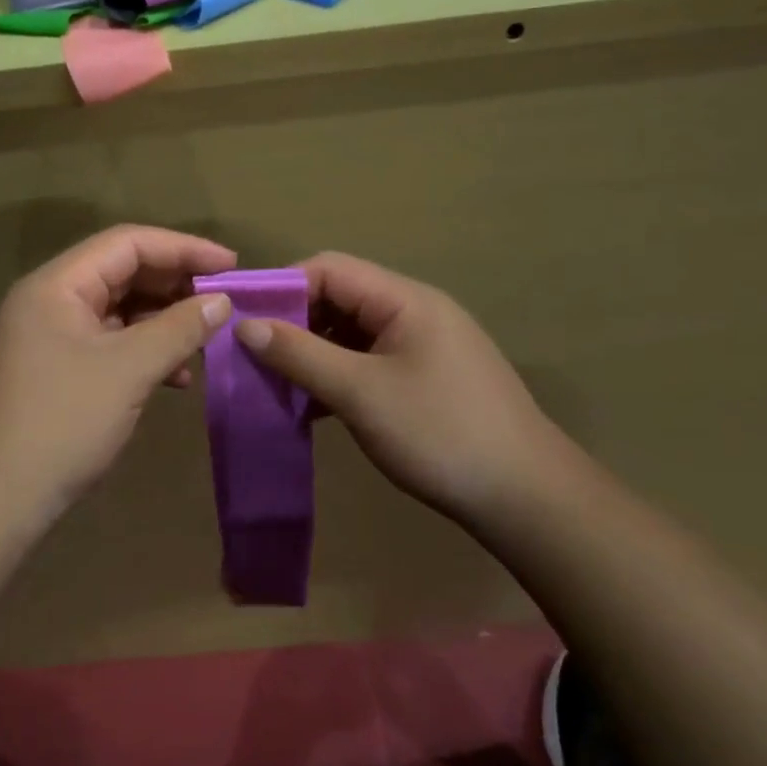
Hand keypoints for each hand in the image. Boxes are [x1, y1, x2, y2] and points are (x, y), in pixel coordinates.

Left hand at [0, 225, 236, 517]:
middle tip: (224, 302)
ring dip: (164, 322)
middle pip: (122, 273)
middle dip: (175, 285)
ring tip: (207, 338)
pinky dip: (145, 353)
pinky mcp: (57, 372)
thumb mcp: (128, 370)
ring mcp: (50, 338)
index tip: (231, 266)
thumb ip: (178, 328)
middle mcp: (50, 301)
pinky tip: (177, 377)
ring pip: (118, 312)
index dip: (183, 248)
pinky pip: (109, 345)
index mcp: (56, 285)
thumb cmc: (61, 422)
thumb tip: (222, 302)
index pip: (127, 243)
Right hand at [235, 252, 567, 526]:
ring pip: (350, 333)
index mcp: (404, 299)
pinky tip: (311, 407)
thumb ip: (301, 354)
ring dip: (312, 353)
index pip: (329, 269)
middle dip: (293, 323)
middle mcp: (413, 311)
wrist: (525, 496)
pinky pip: (367, 361)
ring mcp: (422, 345)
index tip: (241, 320)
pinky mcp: (424, 377)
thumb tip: (244, 324)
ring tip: (275, 384)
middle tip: (252, 357)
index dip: (282, 288)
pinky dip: (336, 375)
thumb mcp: (361, 393)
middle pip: (339, 298)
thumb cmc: (440, 433)